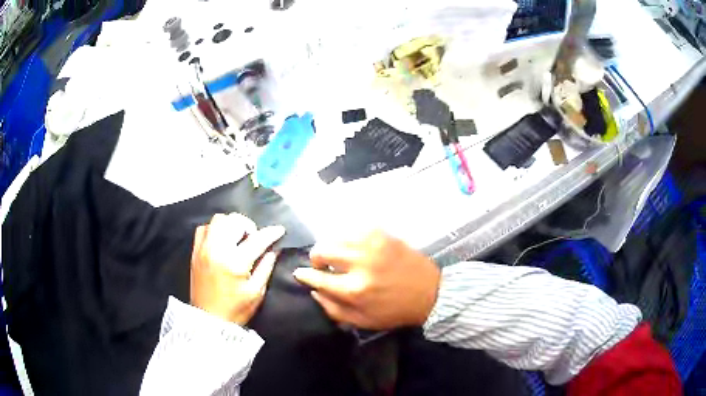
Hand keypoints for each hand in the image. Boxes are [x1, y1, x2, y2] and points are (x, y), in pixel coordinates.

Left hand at [190, 213, 284, 324]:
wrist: (208, 320)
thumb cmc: (236, 310)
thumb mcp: (256, 292)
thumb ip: (265, 267)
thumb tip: (272, 250)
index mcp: (235, 262)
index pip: (256, 239)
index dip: (270, 233)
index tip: (279, 230)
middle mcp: (217, 250)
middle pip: (233, 221)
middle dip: (248, 225)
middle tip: (253, 237)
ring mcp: (203, 249)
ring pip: (217, 220)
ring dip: (231, 225)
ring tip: (237, 237)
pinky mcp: (195, 252)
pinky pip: (203, 228)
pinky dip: (214, 229)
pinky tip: (221, 240)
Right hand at [293, 230, 439, 329]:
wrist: (430, 292)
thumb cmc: (394, 311)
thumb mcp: (362, 321)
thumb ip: (333, 309)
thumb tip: (314, 290)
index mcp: (354, 290)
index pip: (317, 277)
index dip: (304, 275)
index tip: (301, 273)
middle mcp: (360, 263)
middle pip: (322, 250)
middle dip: (316, 258)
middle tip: (322, 265)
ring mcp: (373, 245)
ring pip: (336, 236)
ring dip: (331, 246)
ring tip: (338, 255)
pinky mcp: (383, 234)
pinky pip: (354, 228)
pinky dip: (348, 236)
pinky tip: (353, 246)